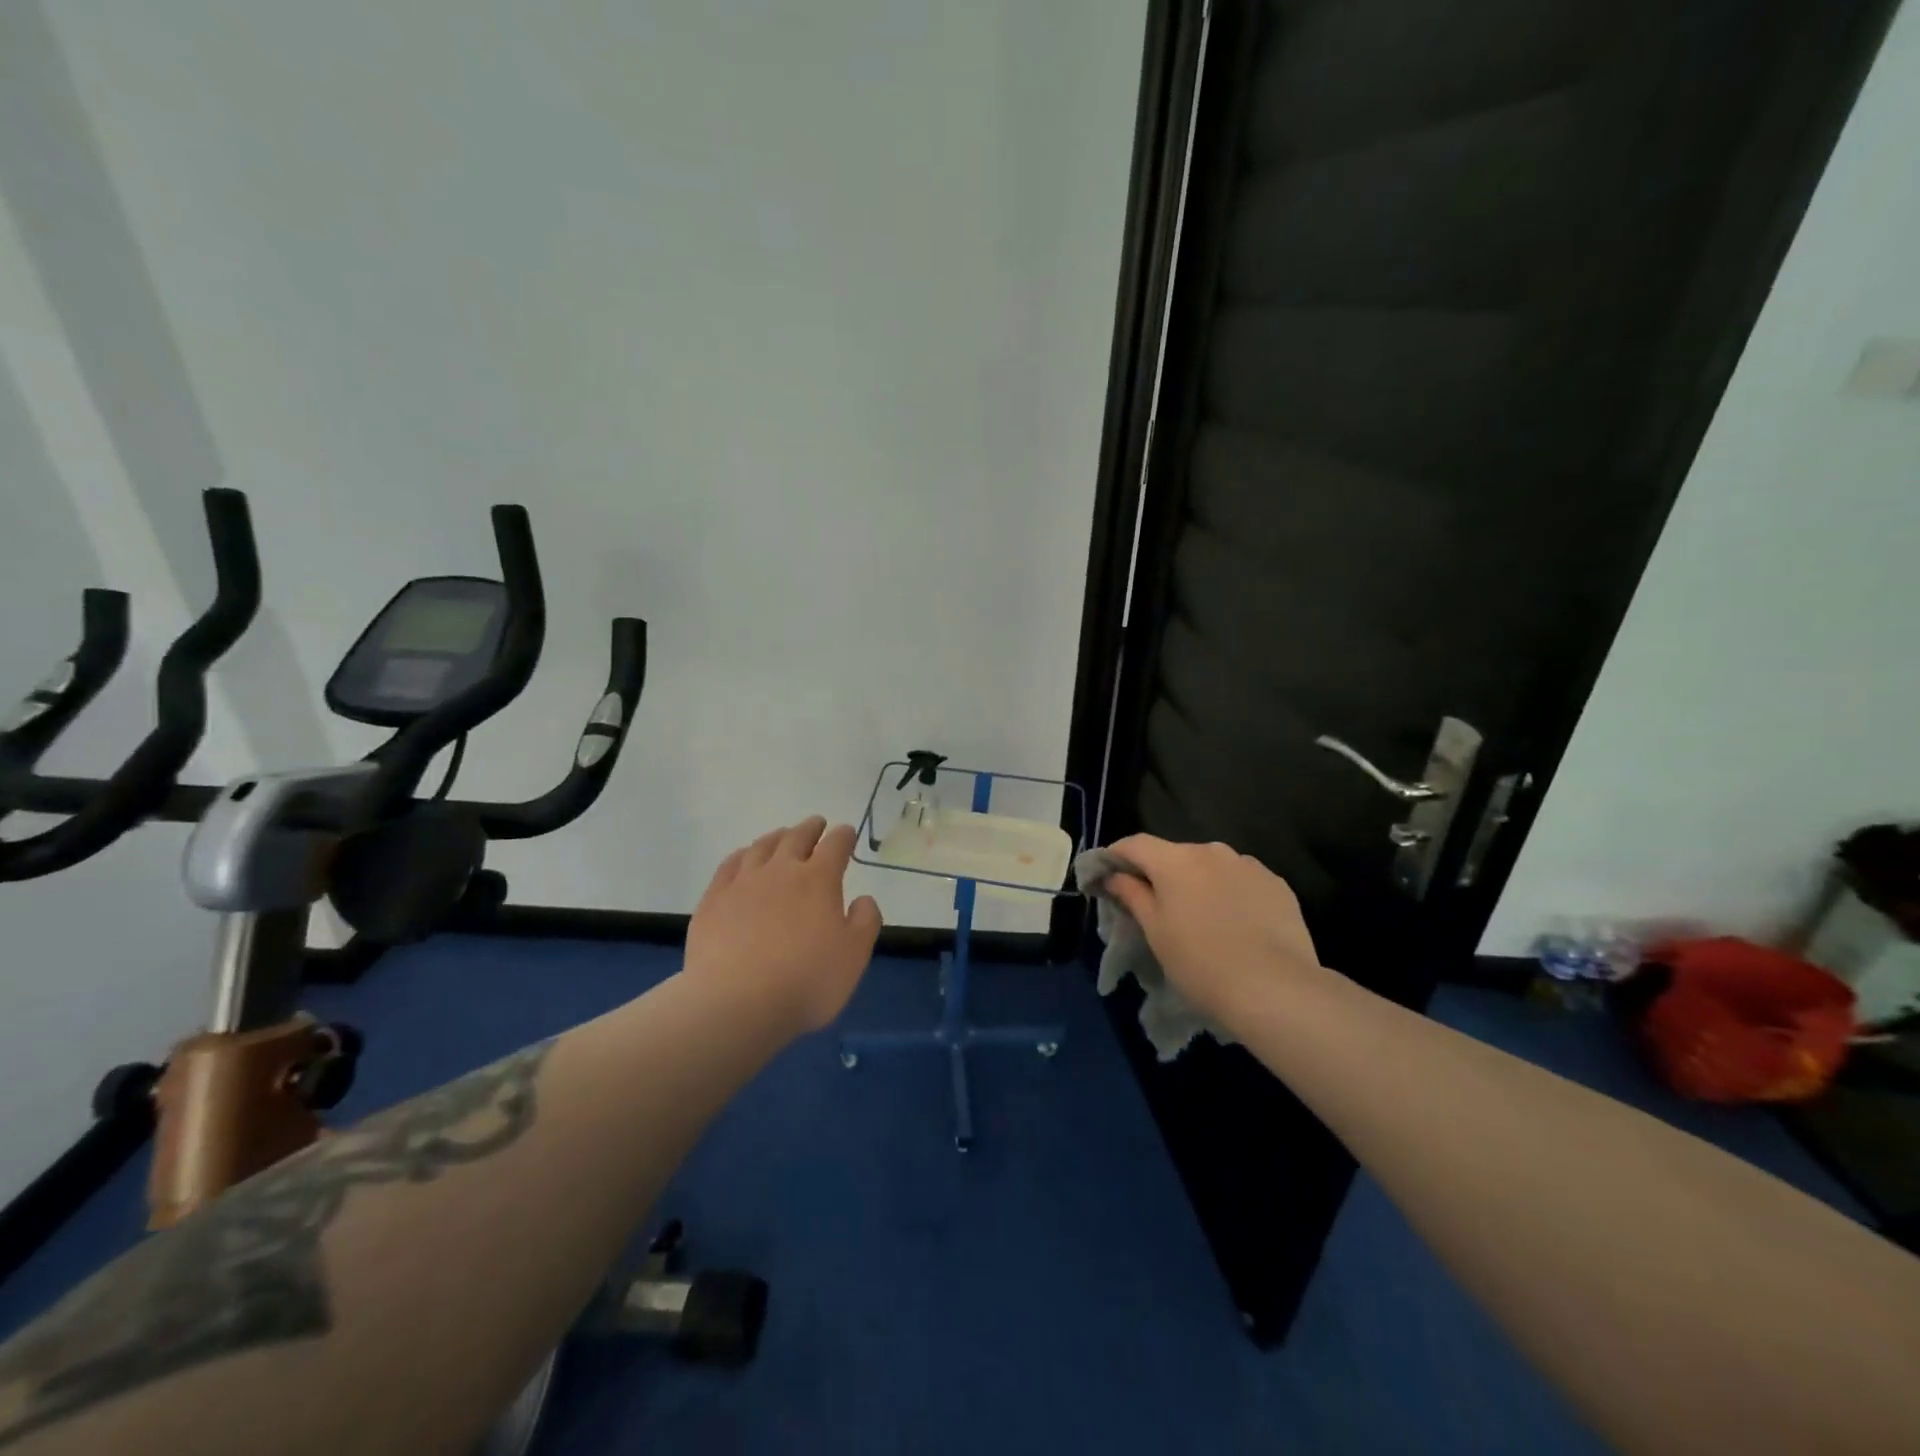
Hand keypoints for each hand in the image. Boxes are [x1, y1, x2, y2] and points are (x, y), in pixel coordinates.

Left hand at [683, 816, 883, 1033]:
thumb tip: (864, 899)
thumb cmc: (806, 981)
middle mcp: (781, 871)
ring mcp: (743, 882)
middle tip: (816, 824)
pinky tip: (743, 858)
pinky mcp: (713, 900)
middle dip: (810, 828)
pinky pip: (729, 865)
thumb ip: (865, 922)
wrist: (736, 1002)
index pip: (835, 845)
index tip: (847, 832)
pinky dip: (741, 855)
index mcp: (818, 880)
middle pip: (797, 838)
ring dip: (776, 837)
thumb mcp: (854, 956)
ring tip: (782, 835)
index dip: (843, 836)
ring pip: (762, 847)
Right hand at [1104, 836, 1323, 1027]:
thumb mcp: (1155, 932)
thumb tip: (1114, 876)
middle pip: (1175, 855)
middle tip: (1155, 907)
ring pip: (1211, 867)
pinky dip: (1230, 893)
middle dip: (1161, 874)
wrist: (1275, 989)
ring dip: (1198, 883)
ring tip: (1200, 918)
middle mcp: (1212, 851)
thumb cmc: (1201, 962)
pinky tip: (1234, 924)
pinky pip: (1241, 881)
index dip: (1116, 856)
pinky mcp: (1277, 884)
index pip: (1135, 844)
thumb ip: (1132, 895)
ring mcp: (1249, 865)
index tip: (1105, 876)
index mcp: (1176, 860)